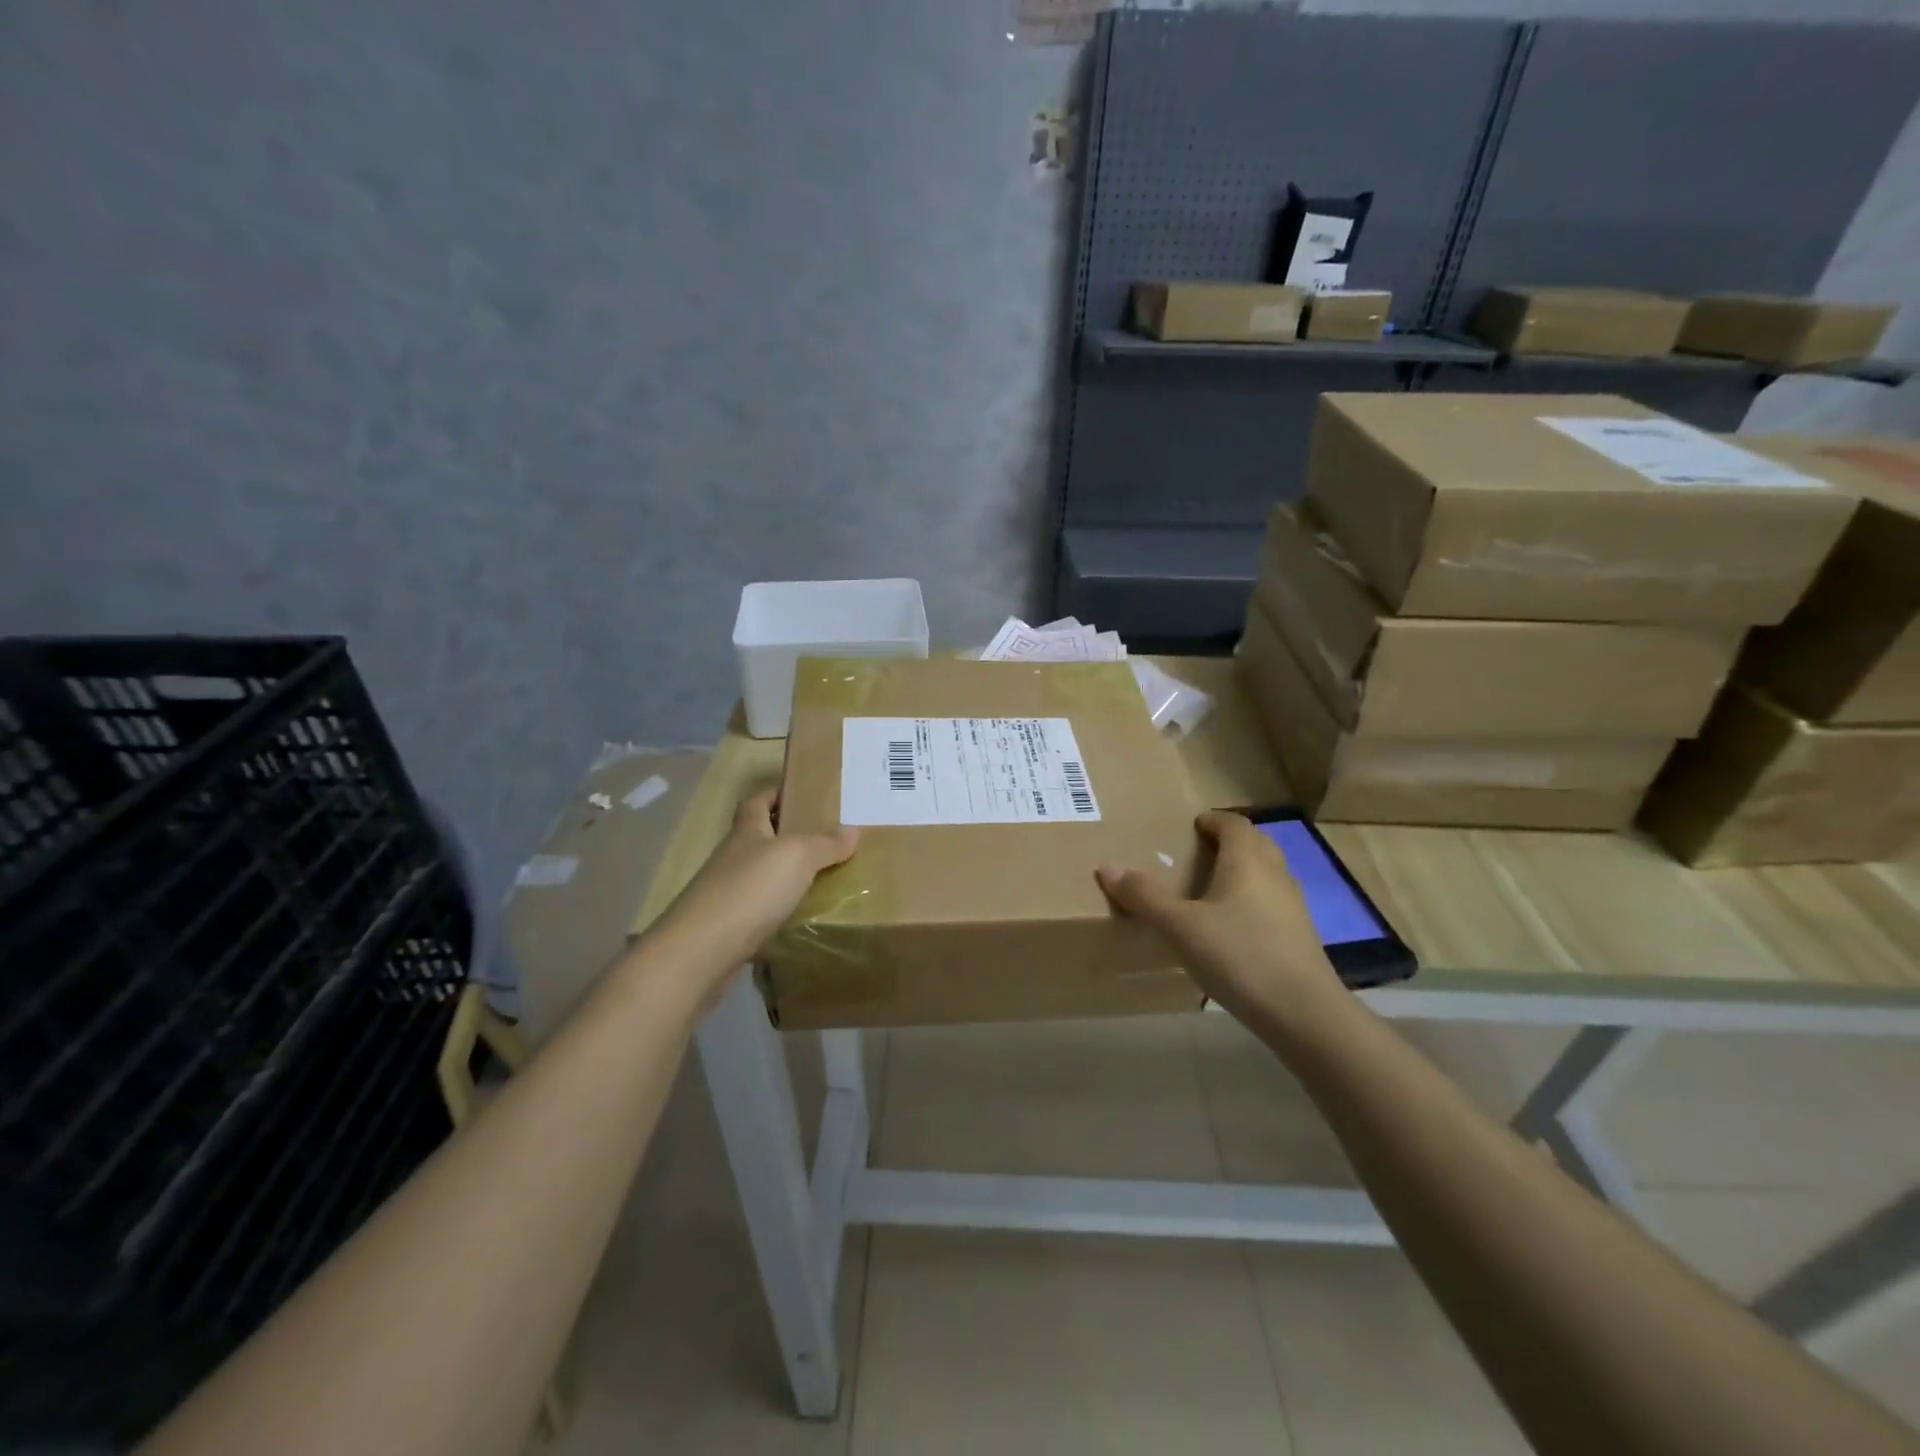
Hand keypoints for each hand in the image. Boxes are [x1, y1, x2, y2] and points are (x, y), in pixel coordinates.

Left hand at [659, 790, 858, 975]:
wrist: (701, 951)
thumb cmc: (750, 890)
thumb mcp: (797, 857)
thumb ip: (825, 844)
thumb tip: (852, 830)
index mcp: (746, 831)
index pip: (757, 801)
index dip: (776, 794)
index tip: (803, 794)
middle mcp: (733, 857)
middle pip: (760, 837)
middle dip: (788, 836)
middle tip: (826, 839)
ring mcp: (727, 893)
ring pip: (761, 875)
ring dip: (785, 875)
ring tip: (823, 878)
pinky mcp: (728, 926)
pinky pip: (760, 909)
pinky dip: (779, 909)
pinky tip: (802, 916)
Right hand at [1096, 810, 1344, 1037]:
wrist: (1304, 1014)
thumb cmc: (1239, 956)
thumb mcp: (1180, 926)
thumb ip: (1144, 896)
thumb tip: (1106, 866)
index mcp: (1248, 860)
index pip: (1234, 823)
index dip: (1213, 820)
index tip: (1191, 826)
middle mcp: (1275, 874)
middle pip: (1254, 843)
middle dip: (1228, 841)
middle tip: (1196, 852)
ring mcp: (1292, 906)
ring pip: (1266, 873)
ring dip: (1242, 871)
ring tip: (1209, 887)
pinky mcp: (1299, 936)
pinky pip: (1271, 902)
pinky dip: (1251, 900)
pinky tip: (1231, 926)